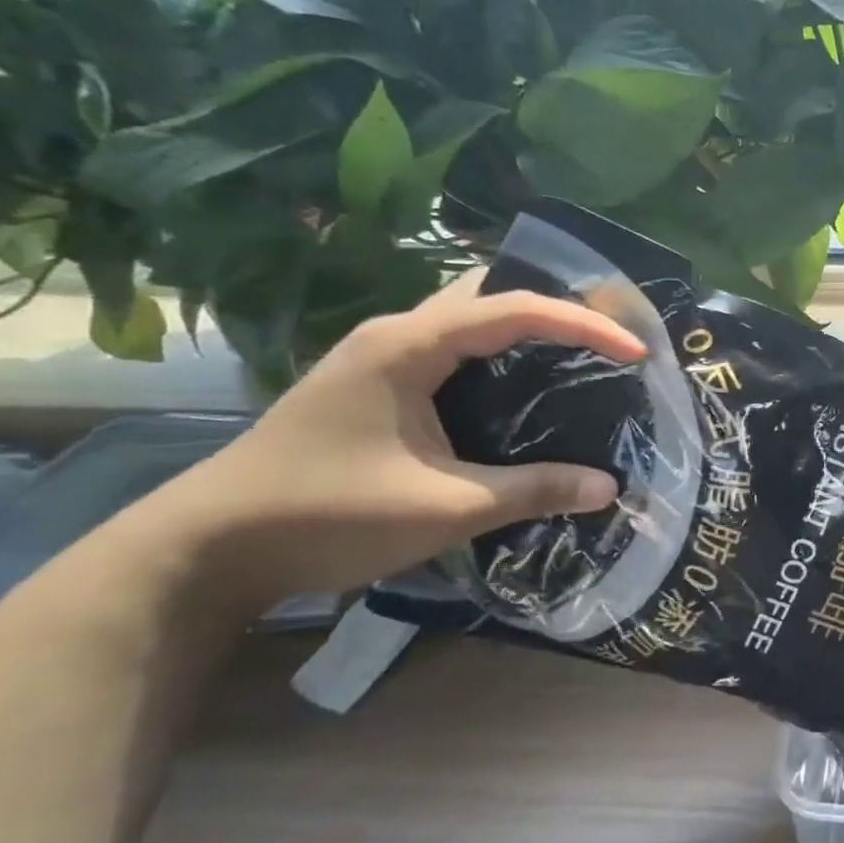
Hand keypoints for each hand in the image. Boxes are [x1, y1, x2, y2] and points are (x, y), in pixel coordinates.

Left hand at [155, 273, 644, 613]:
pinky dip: (497, 355)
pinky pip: (451, 349)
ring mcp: (378, 358)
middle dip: (554, 305)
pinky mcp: (373, 385)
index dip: (584, 325)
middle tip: (608, 334)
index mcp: (410, 346)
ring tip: (578, 355)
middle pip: (488, 293)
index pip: (515, 310)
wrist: (207, 549)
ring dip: (523, 327)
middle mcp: (395, 335)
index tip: (636, 351)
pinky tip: (519, 390)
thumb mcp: (446, 507)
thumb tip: (610, 487)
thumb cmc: (328, 516)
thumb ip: (533, 490)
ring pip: (467, 318)